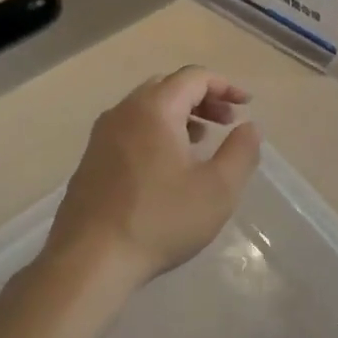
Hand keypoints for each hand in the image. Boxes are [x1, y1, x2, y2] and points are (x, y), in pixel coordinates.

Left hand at [45, 67, 261, 288]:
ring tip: (201, 142)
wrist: (89, 261)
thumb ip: (241, 151)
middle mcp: (123, 112)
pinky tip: (168, 167)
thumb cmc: (160, 220)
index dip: (225, 86)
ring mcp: (101, 136)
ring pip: (146, 109)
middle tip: (226, 122)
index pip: (194, 77)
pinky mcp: (91, 161)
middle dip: (202, 98)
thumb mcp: (218, 189)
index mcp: (154, 109)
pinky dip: (157, 132)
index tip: (247, 105)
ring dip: (179, 115)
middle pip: (168, 86)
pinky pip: (130, 130)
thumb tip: (248, 127)